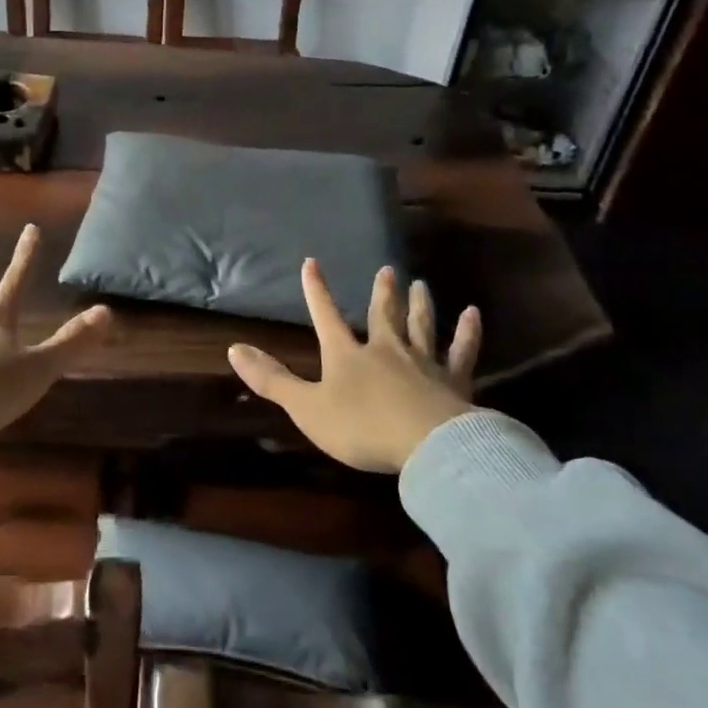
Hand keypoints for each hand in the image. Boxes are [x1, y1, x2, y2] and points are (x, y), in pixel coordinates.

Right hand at [228, 260, 479, 472]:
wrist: (427, 445)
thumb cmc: (361, 427)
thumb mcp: (307, 408)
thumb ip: (272, 380)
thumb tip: (234, 348)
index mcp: (347, 355)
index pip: (326, 316)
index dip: (316, 291)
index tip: (311, 262)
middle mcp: (385, 350)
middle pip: (381, 315)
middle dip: (381, 292)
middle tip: (388, 269)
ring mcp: (423, 362)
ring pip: (420, 326)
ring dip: (419, 305)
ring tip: (420, 284)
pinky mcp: (455, 381)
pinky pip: (461, 351)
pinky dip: (467, 332)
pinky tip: (472, 314)